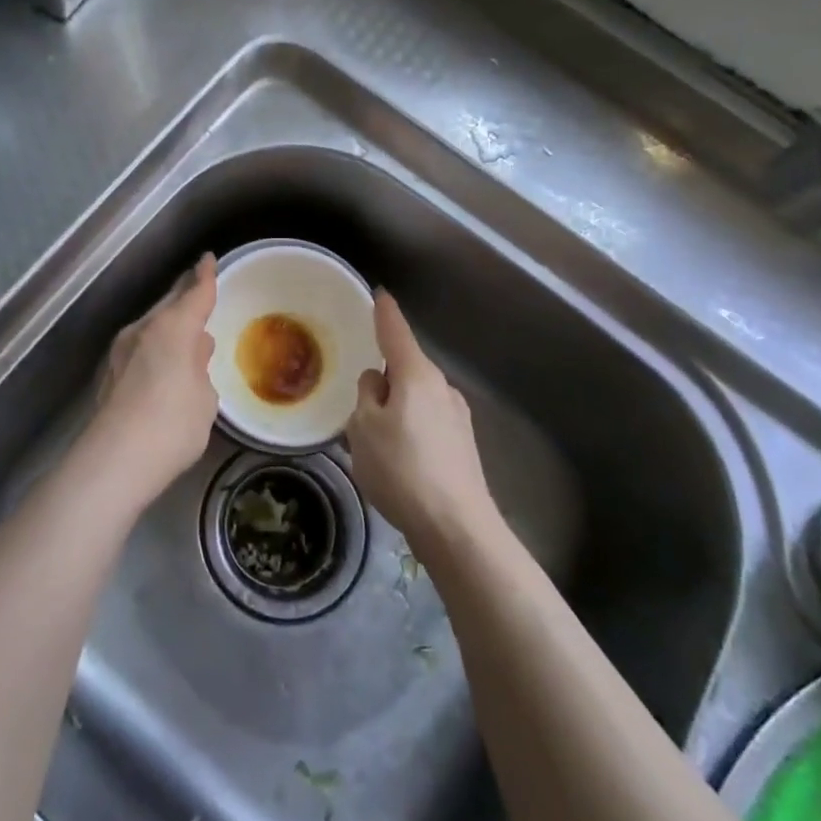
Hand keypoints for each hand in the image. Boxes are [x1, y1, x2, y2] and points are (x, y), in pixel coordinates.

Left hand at [81, 254, 219, 506]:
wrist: (115, 460)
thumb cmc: (173, 425)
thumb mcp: (204, 397)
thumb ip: (200, 367)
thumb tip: (194, 350)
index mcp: (172, 327)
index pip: (195, 293)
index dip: (205, 276)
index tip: (208, 259)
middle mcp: (143, 329)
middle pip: (168, 304)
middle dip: (184, 294)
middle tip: (199, 288)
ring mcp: (121, 350)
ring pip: (152, 325)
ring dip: (169, 322)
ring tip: (186, 327)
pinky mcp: (110, 373)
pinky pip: (141, 346)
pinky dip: (156, 345)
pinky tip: (163, 359)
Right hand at [346, 291, 495, 553]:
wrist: (457, 527)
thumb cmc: (402, 469)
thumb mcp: (364, 428)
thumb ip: (366, 395)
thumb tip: (377, 381)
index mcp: (416, 375)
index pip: (395, 331)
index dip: (384, 312)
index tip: (379, 292)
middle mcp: (442, 387)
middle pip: (406, 367)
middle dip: (384, 375)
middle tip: (358, 399)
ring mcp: (457, 416)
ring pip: (416, 397)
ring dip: (396, 406)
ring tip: (374, 437)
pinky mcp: (462, 445)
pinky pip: (427, 421)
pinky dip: (409, 427)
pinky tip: (398, 458)